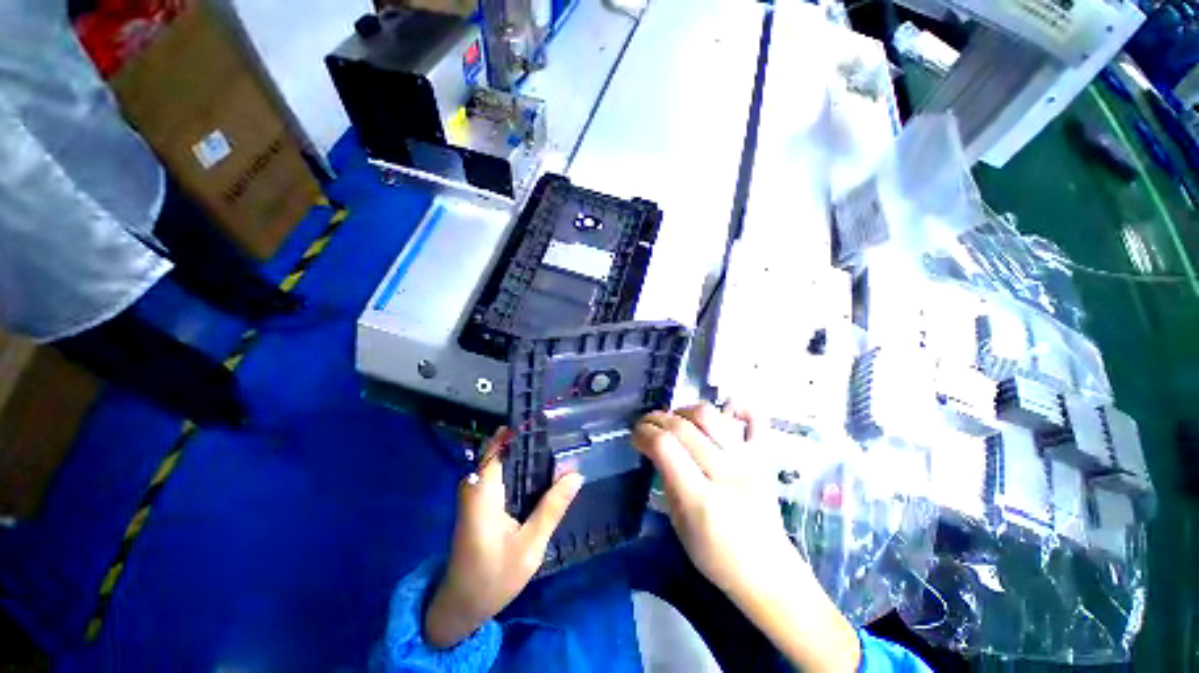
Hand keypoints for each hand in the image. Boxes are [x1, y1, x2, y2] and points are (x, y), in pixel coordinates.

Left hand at [424, 428, 583, 648]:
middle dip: (533, 441)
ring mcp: (477, 491)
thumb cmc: (492, 578)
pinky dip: (523, 469)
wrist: (461, 606)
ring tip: (559, 450)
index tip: (549, 420)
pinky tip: (544, 473)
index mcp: (483, 490)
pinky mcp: (481, 499)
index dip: (522, 429)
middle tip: (563, 437)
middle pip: (504, 448)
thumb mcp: (529, 546)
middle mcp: (476, 484)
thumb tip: (576, 474)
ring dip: (530, 455)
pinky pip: (503, 472)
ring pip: (504, 459)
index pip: (499, 444)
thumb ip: (552, 508)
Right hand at [634, 405, 860, 671]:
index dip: (644, 433)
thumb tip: (655, 446)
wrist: (768, 571)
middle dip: (656, 418)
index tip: (635, 435)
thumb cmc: (716, 556)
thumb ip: (666, 480)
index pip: (665, 447)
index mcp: (701, 500)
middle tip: (646, 425)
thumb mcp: (679, 524)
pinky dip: (737, 407)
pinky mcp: (764, 457)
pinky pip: (755, 419)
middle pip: (683, 427)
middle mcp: (726, 474)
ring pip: (710, 415)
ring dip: (684, 410)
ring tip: (675, 419)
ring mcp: (749, 461)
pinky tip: (722, 409)